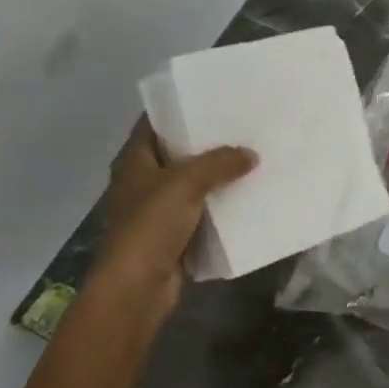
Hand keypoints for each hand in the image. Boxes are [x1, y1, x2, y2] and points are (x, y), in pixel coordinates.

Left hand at [93, 119, 256, 316]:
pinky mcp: (174, 236)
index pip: (155, 123)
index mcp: (134, 160)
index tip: (213, 98)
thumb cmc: (151, 225)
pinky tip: (248, 196)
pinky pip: (202, 213)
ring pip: (193, 185)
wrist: (137, 289)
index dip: (180, 109)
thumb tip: (251, 155)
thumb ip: (220, 163)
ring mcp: (158, 211)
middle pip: (178, 153)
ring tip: (254, 156)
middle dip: (208, 143)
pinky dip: (221, 207)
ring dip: (218, 176)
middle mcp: (143, 181)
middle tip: (244, 126)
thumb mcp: (186, 182)